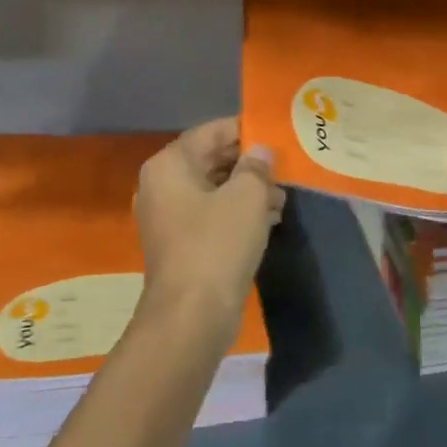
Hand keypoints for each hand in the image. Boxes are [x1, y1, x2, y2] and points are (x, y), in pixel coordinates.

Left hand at [135, 118, 284, 330]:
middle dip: (249, 164)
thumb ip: (256, 166)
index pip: (210, 132)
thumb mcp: (246, 196)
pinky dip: (238, 213)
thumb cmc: (217, 244)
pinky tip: (270, 219)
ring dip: (248, 190)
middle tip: (284, 167)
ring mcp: (169, 217)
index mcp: (170, 164)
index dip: (244, 130)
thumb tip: (260, 152)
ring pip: (214, 189)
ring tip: (282, 197)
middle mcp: (162, 185)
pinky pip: (212, 215)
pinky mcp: (181, 244)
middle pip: (211, 160)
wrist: (191, 316)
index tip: (276, 134)